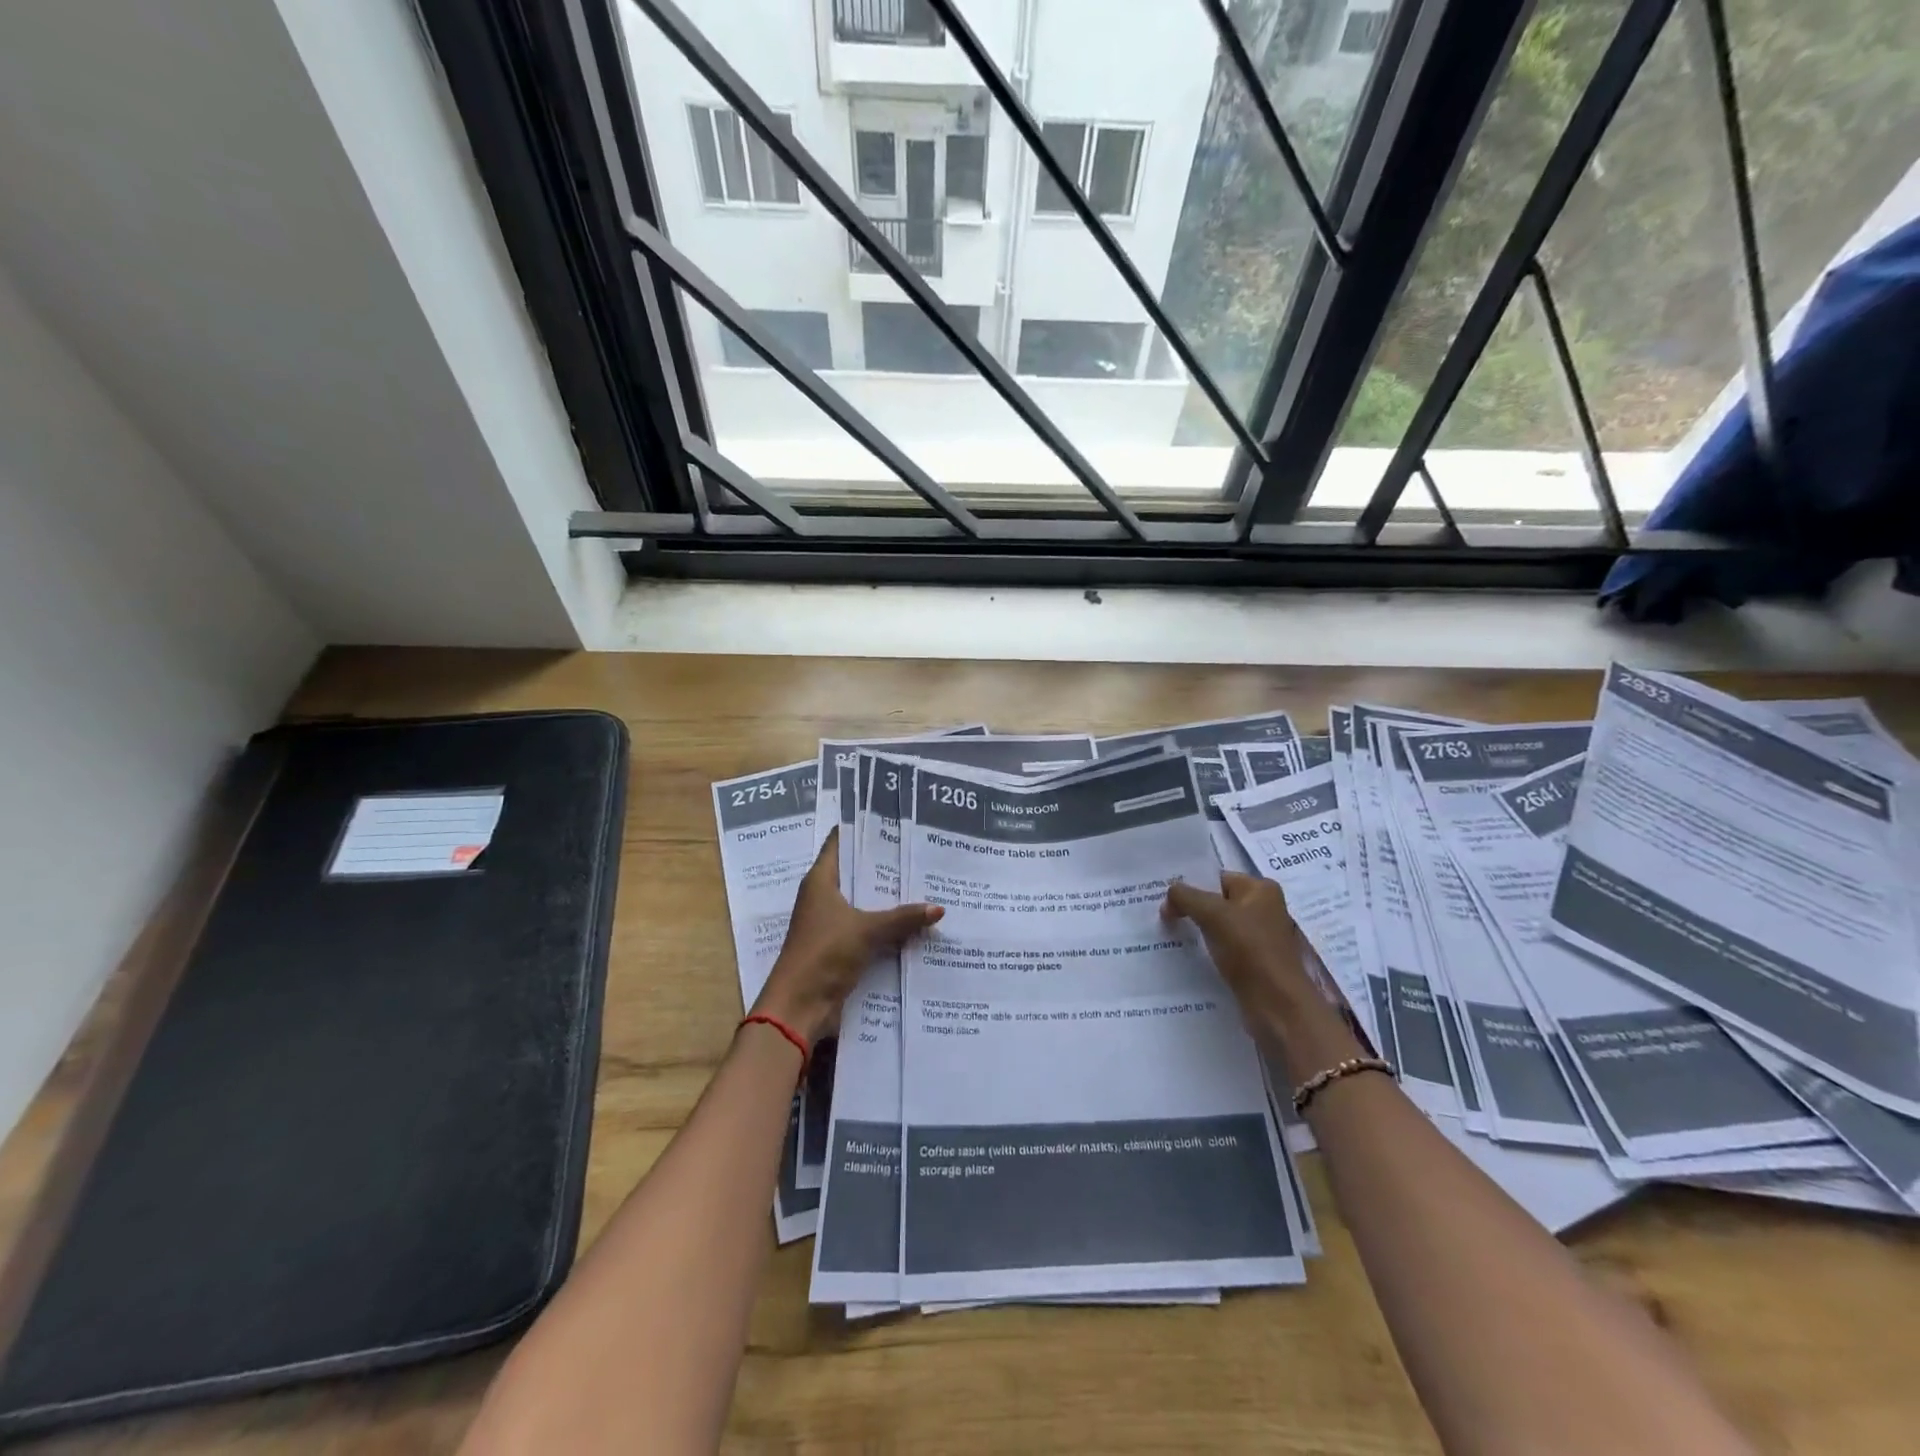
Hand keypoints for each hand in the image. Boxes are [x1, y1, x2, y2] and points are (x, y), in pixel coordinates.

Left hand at [751, 829, 942, 1044]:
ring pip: (865, 903)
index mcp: (820, 881)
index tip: (894, 820)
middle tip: (921, 852)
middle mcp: (823, 897)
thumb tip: (939, 908)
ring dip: (889, 899)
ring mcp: (831, 924)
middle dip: (886, 866)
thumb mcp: (867, 931)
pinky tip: (915, 923)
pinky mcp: (839, 948)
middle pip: (857, 873)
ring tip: (925, 884)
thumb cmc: (824, 954)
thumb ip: (902, 918)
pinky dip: (887, 926)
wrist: (799, 1007)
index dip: (864, 829)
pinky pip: (868, 929)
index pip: (841, 843)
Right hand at [1161, 872, 1334, 1047]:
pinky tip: (1185, 955)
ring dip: (1196, 931)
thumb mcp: (1212, 914)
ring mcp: (1259, 937)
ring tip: (1168, 934)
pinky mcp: (1254, 962)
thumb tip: (1168, 896)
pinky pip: (1222, 948)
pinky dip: (1206, 950)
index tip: (1163, 898)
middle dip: (1191, 908)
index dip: (1190, 886)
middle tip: (1161, 916)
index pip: (1217, 878)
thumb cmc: (1249, 949)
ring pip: (1218, 926)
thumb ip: (1186, 897)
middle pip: (1217, 901)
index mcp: (1261, 889)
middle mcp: (1264, 909)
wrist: (1277, 1004)